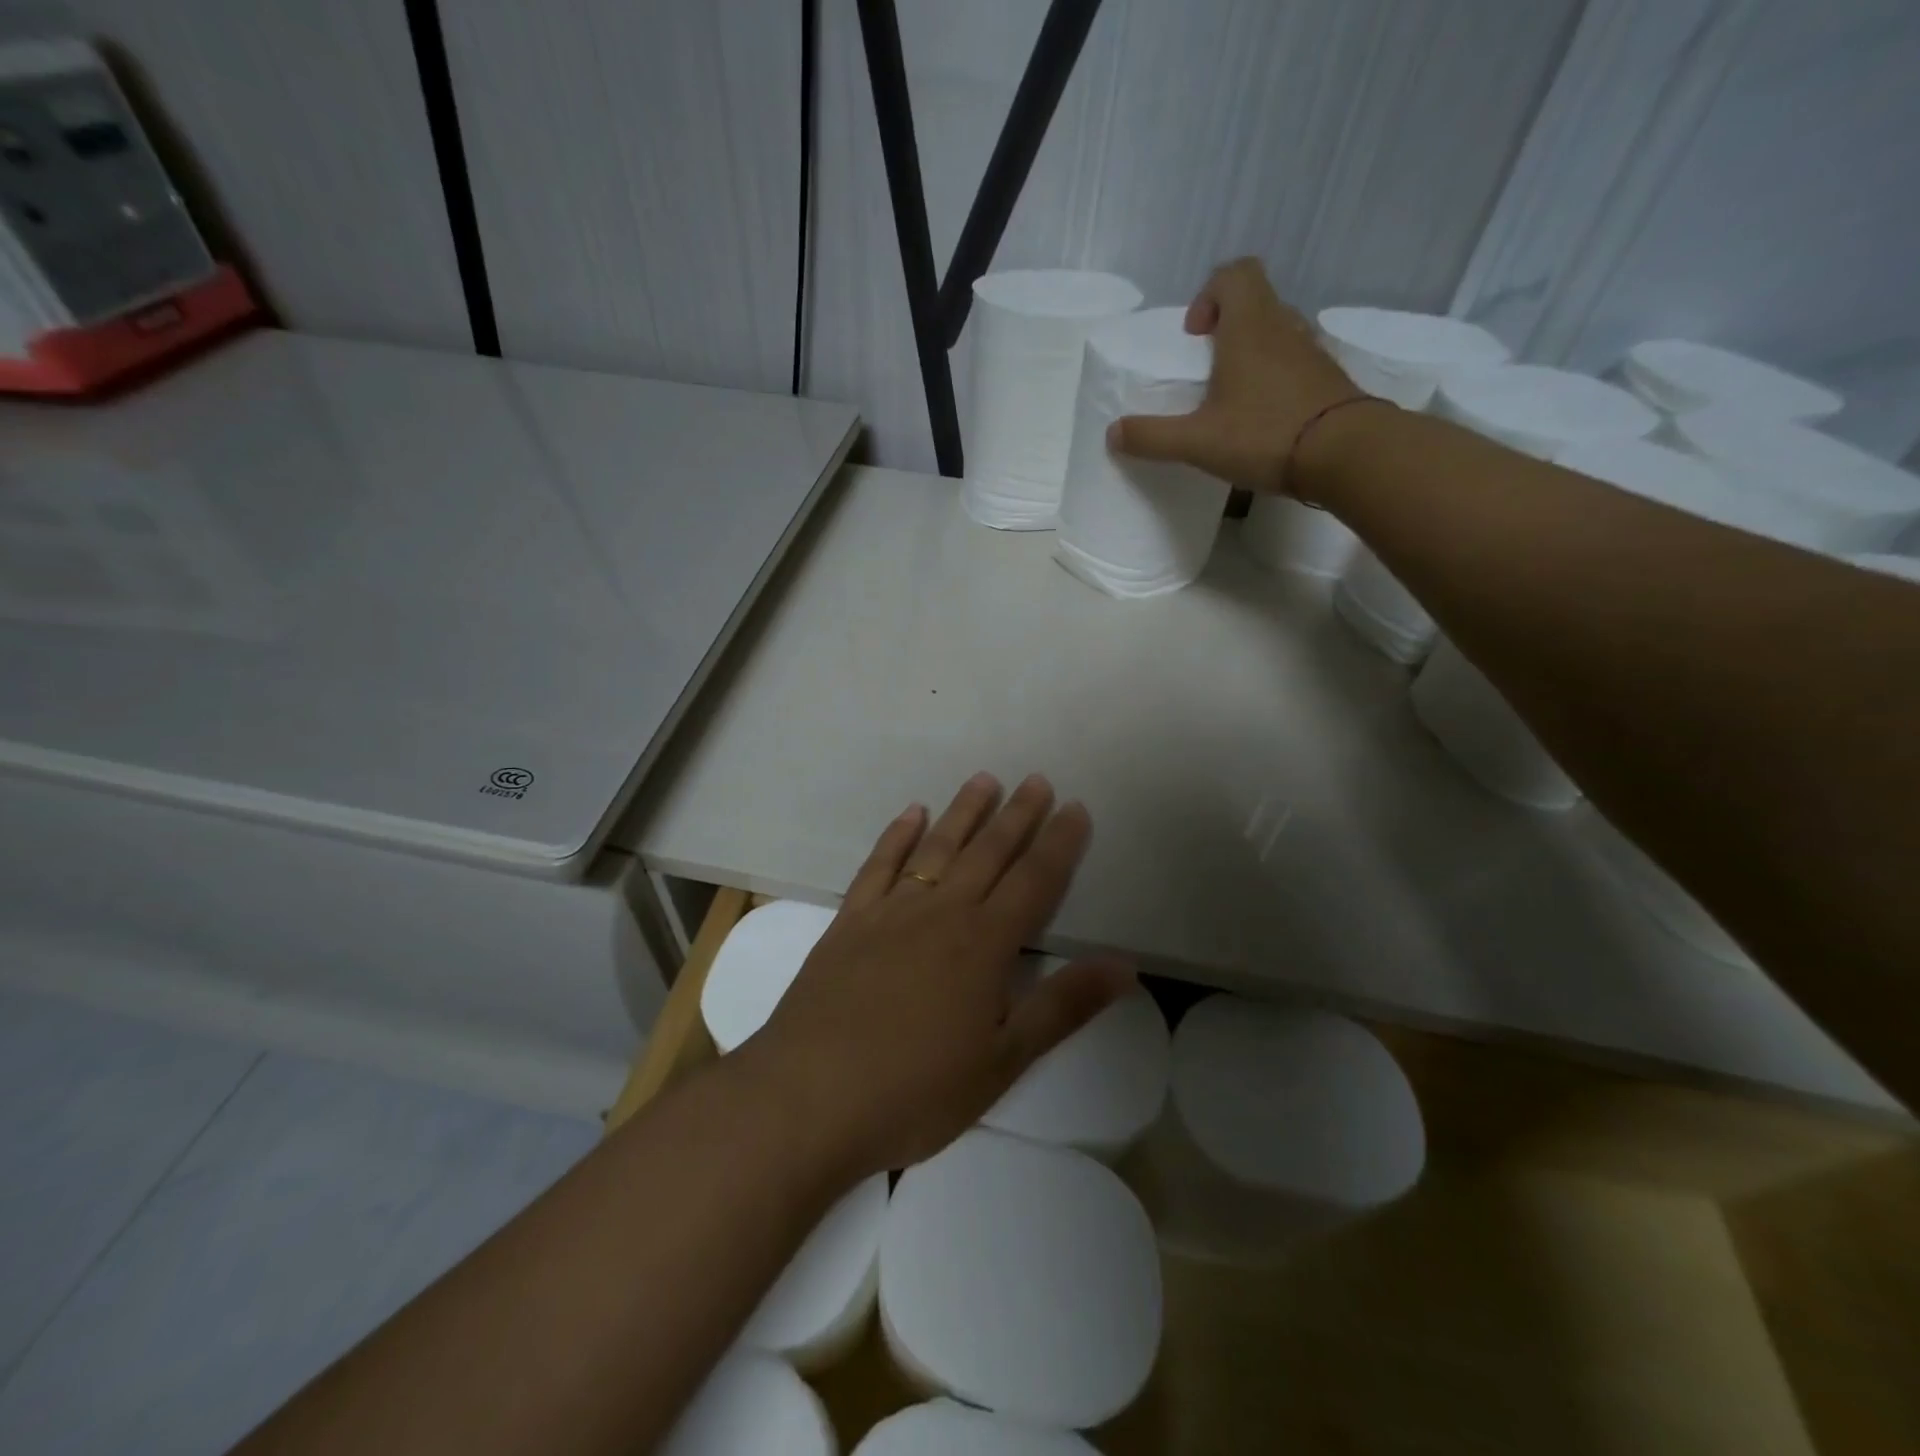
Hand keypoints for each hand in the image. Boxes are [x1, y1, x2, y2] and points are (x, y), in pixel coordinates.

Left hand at [745, 773, 1134, 1178]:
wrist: (809, 1097)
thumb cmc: (916, 1090)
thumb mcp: (1003, 1060)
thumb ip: (1063, 1007)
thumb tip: (1124, 965)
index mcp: (984, 944)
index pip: (1034, 881)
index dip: (1059, 843)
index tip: (1076, 807)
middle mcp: (941, 913)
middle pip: (988, 852)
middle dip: (1017, 815)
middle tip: (1037, 780)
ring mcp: (890, 912)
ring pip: (936, 848)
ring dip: (963, 812)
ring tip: (984, 780)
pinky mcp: (849, 922)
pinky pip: (879, 866)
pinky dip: (897, 836)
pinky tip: (911, 814)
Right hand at [1107, 257, 1360, 494]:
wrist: (1345, 454)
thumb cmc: (1264, 434)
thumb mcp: (1197, 442)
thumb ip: (1152, 437)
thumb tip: (1113, 433)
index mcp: (1249, 327)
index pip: (1234, 274)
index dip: (1209, 295)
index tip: (1193, 337)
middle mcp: (1284, 328)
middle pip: (1256, 302)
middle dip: (1226, 328)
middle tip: (1206, 371)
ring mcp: (1312, 353)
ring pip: (1277, 333)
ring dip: (1251, 354)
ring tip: (1230, 398)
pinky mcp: (1328, 380)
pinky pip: (1295, 364)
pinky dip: (1275, 380)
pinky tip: (1261, 419)